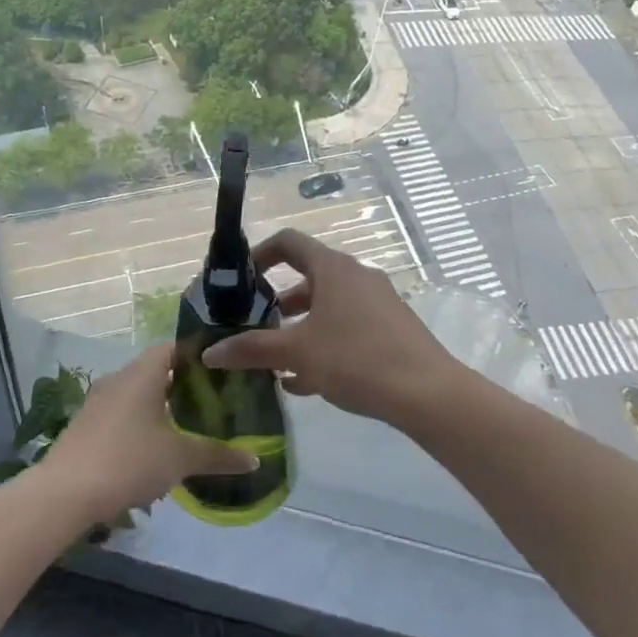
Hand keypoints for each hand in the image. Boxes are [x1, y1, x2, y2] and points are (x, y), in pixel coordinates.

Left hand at [38, 345, 259, 523]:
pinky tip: (151, 456)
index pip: (173, 348)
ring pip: (136, 395)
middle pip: (155, 372)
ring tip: (185, 432)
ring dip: (159, 410)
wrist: (66, 492)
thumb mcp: (181, 458)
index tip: (221, 373)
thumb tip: (255, 458)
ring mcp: (98, 402)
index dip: (197, 357)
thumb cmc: (130, 460)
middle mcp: (118, 378)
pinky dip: (139, 427)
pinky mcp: (85, 426)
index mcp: (142, 373)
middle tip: (210, 405)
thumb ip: (218, 455)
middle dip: (181, 387)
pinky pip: (120, 416)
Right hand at [201, 229, 451, 428]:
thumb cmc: (356, 359)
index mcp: (333, 268)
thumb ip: (252, 349)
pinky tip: (305, 382)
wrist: (427, 393)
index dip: (261, 254)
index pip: (289, 242)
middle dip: (277, 302)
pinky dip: (323, 343)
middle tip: (254, 326)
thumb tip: (210, 352)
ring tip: (275, 361)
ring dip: (299, 328)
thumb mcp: (298, 353)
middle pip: (307, 278)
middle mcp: (356, 276)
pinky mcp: (391, 328)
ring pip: (327, 307)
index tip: (241, 279)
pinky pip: (347, 327)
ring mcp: (377, 302)